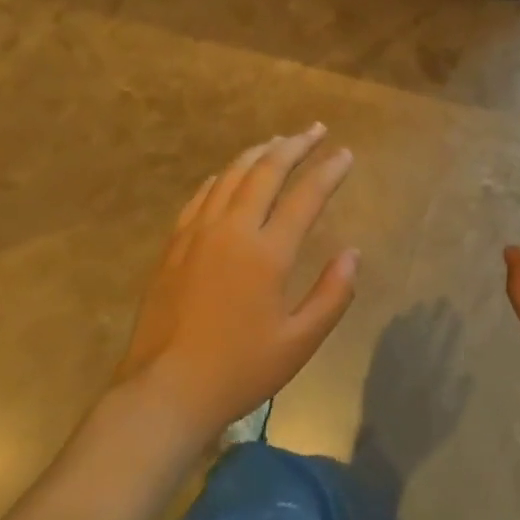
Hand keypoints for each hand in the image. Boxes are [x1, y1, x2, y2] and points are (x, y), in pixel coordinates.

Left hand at [113, 125, 357, 440]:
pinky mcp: (175, 243)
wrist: (165, 390)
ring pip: (232, 175)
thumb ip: (333, 294)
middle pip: (267, 171)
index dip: (329, 171)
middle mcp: (233, 229)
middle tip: (315, 130)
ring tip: (279, 141)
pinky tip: (230, 173)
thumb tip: (353, 253)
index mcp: (268, 252)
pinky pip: (202, 194)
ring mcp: (198, 232)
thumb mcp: (299, 342)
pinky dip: (222, 176)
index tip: (346, 153)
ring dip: (259, 153)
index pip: (306, 196)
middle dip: (295, 146)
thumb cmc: (239, 370)